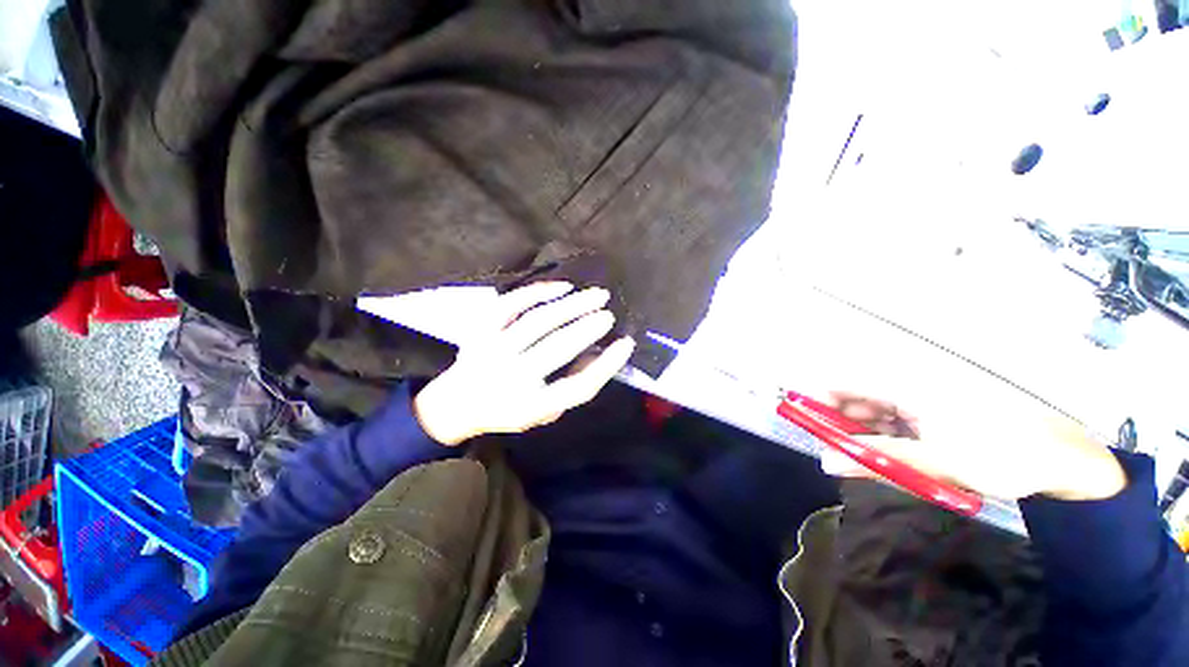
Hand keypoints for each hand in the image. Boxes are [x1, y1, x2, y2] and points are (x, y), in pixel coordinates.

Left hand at [413, 282, 635, 445]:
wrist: (455, 404)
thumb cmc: (506, 409)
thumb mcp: (543, 412)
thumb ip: (570, 386)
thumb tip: (597, 353)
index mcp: (531, 406)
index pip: (578, 387)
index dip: (607, 365)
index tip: (625, 344)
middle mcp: (512, 378)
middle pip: (559, 348)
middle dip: (590, 327)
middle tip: (609, 313)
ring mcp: (493, 351)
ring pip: (538, 322)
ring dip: (572, 305)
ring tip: (596, 295)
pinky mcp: (480, 331)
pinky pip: (510, 305)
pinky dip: (537, 292)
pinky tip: (561, 287)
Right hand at [817, 391, 1127, 501]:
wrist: (1068, 462)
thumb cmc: (1005, 457)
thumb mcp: (938, 463)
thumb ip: (879, 461)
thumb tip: (828, 462)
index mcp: (912, 387)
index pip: (849, 382)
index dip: (821, 398)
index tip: (807, 421)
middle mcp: (915, 385)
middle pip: (860, 394)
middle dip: (841, 420)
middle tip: (832, 448)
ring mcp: (928, 399)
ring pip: (878, 408)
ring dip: (863, 431)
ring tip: (859, 457)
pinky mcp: (940, 412)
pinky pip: (899, 418)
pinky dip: (886, 435)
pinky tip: (888, 455)